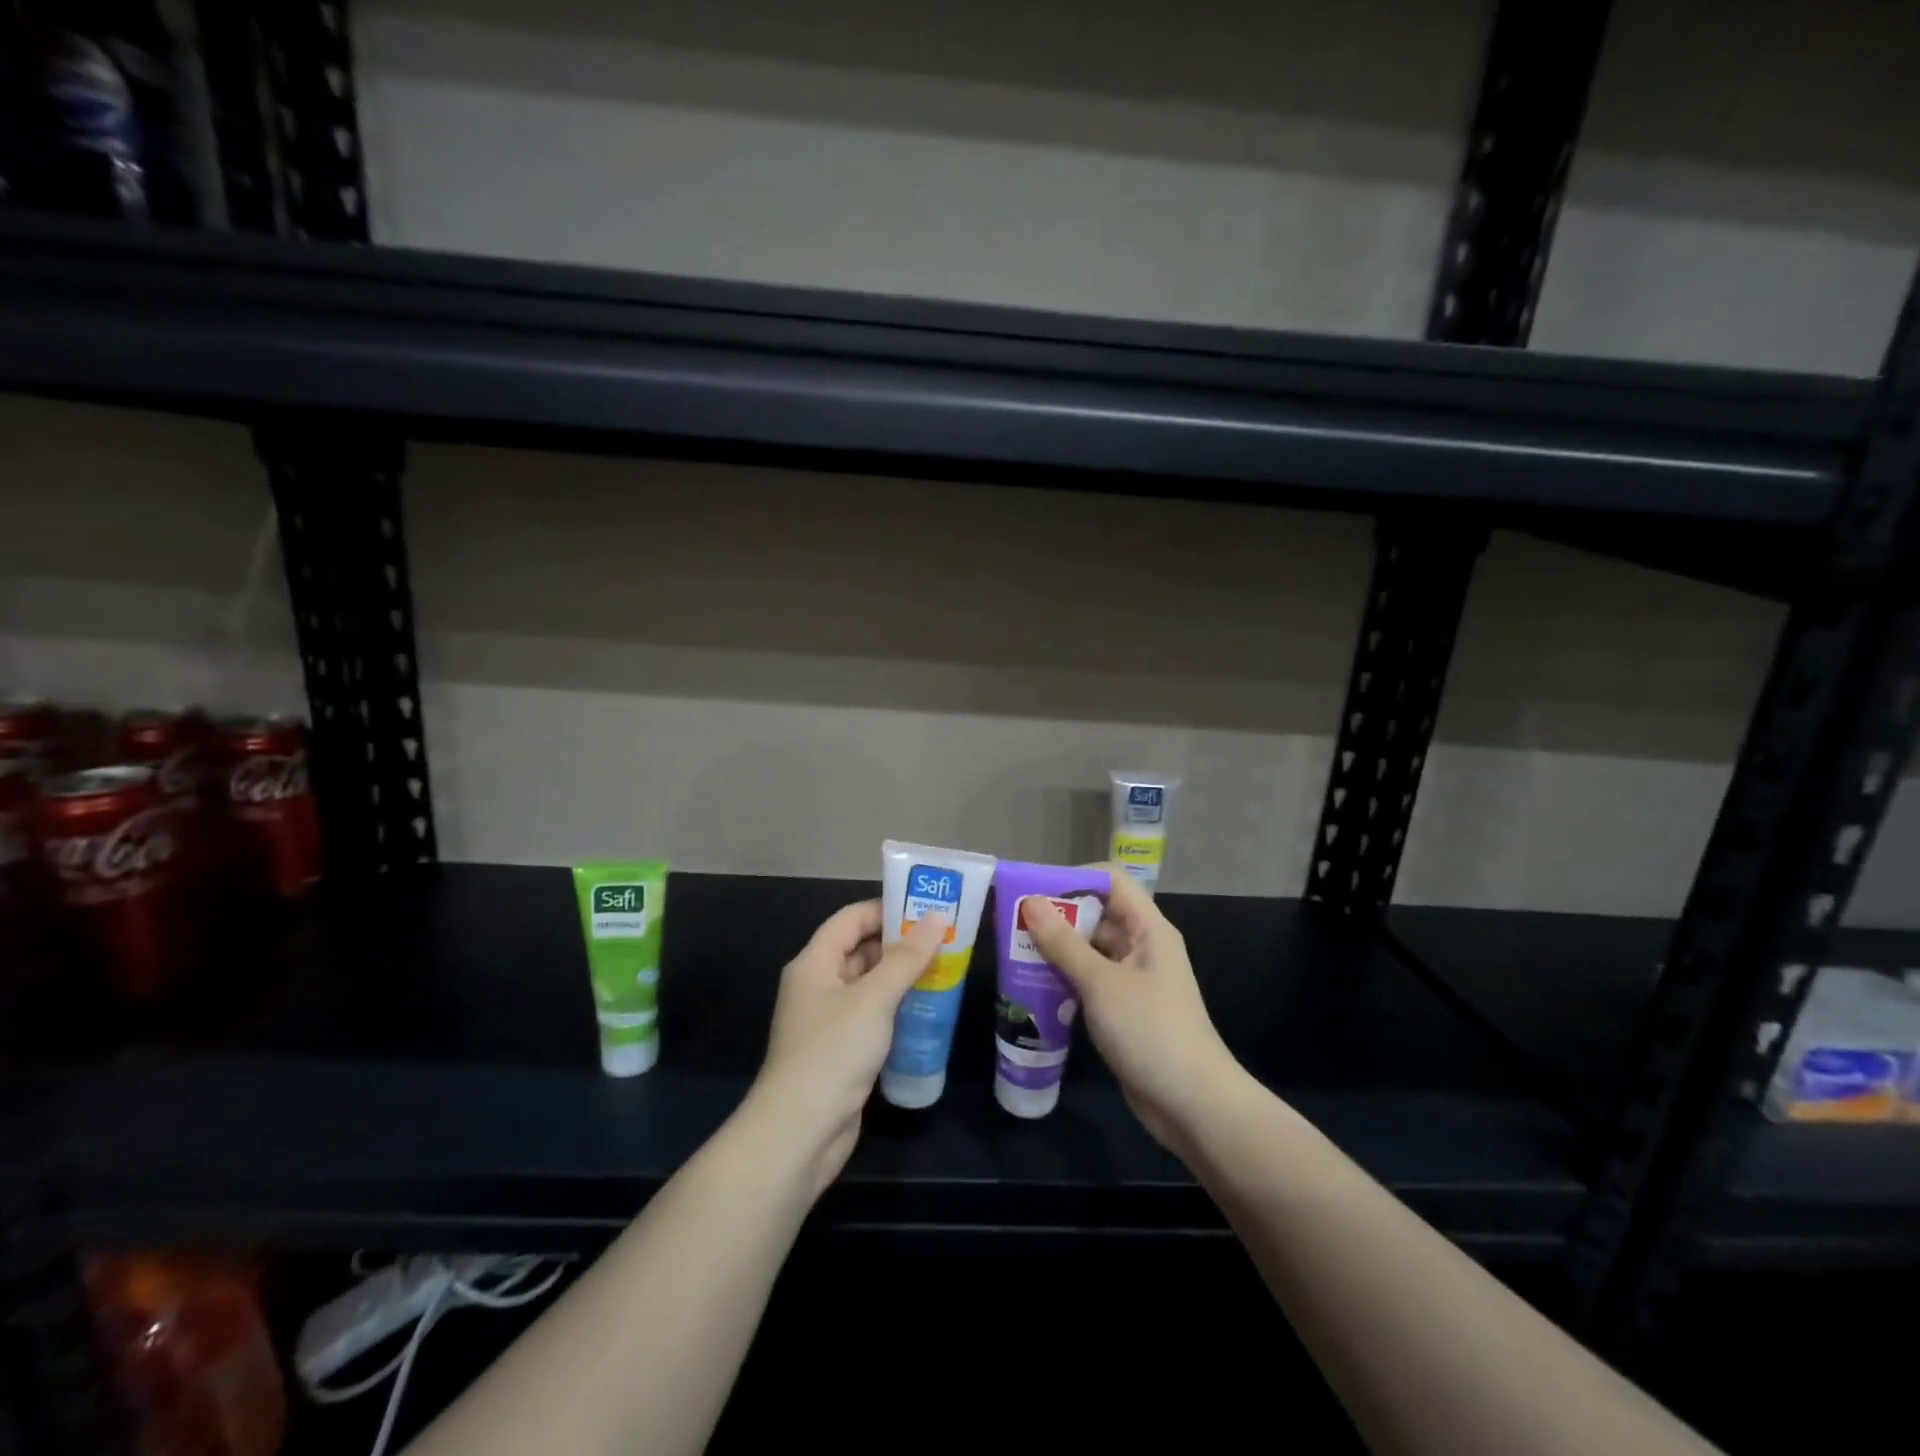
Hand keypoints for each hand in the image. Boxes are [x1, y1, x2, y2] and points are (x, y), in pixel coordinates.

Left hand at [747, 900, 947, 1191]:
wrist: (800, 1132)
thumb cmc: (833, 1051)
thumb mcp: (874, 998)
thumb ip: (907, 958)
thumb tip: (937, 918)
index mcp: (814, 963)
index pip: (851, 919)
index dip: (886, 909)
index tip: (927, 909)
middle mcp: (817, 985)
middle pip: (860, 950)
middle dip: (900, 944)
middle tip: (945, 940)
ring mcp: (828, 1020)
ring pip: (868, 985)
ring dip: (902, 978)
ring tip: (945, 970)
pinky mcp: (840, 1051)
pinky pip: (871, 1016)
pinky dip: (896, 1009)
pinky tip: (928, 1011)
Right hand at [1020, 871, 1241, 1155]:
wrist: (1192, 1105)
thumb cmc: (1150, 1031)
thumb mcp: (1101, 984)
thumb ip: (1064, 943)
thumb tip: (1031, 903)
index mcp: (1148, 929)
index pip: (1111, 881)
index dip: (1074, 878)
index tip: (1034, 891)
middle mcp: (1142, 947)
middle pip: (1097, 914)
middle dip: (1057, 916)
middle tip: (1013, 924)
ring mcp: (1133, 980)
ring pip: (1089, 950)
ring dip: (1056, 950)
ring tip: (1014, 953)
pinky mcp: (1123, 1009)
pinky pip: (1089, 981)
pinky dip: (1064, 979)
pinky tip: (1033, 988)